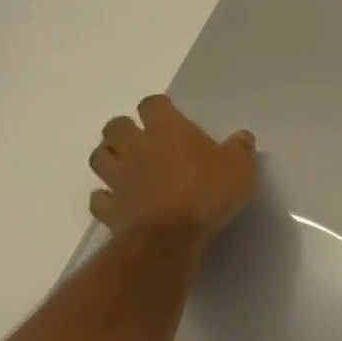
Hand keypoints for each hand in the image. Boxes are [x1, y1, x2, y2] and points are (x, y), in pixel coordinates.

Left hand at [88, 95, 257, 240]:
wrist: (171, 236)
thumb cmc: (208, 192)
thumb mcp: (241, 168)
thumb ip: (240, 149)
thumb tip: (241, 137)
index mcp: (167, 130)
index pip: (153, 104)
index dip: (160, 107)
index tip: (171, 115)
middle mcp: (135, 147)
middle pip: (116, 126)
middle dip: (126, 129)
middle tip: (145, 139)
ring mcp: (117, 177)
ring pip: (100, 157)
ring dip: (111, 157)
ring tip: (128, 165)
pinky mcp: (109, 207)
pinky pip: (100, 197)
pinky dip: (106, 196)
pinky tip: (120, 199)